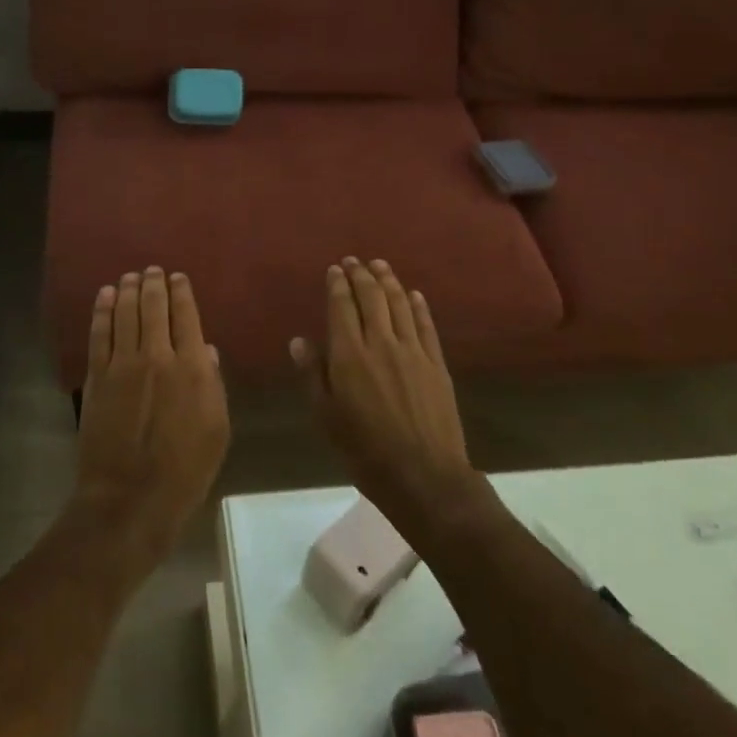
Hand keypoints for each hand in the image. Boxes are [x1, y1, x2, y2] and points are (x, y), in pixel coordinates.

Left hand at [75, 267, 230, 565]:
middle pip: (153, 308)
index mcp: (192, 367)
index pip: (187, 316)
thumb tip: (204, 350)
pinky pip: (99, 334)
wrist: (131, 497)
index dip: (181, 292)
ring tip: (129, 276)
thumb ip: (212, 384)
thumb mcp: (218, 429)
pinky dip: (102, 311)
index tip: (178, 277)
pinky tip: (104, 296)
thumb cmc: (186, 470)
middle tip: (152, 270)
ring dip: (127, 290)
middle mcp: (157, 356)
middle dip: (153, 284)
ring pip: (124, 314)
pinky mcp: (97, 377)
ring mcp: (122, 364)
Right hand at [290, 258, 481, 533]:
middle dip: (361, 275)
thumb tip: (299, 340)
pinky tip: (414, 294)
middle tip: (354, 261)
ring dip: (389, 281)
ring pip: (400, 304)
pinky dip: (418, 305)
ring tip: (380, 265)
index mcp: (349, 356)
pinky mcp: (436, 363)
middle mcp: (381, 343)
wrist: (423, 475)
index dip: (337, 285)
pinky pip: (426, 325)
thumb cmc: (364, 450)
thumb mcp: (326, 416)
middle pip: (372, 298)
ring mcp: (413, 351)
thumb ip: (313, 375)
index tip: (334, 269)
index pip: (342, 307)